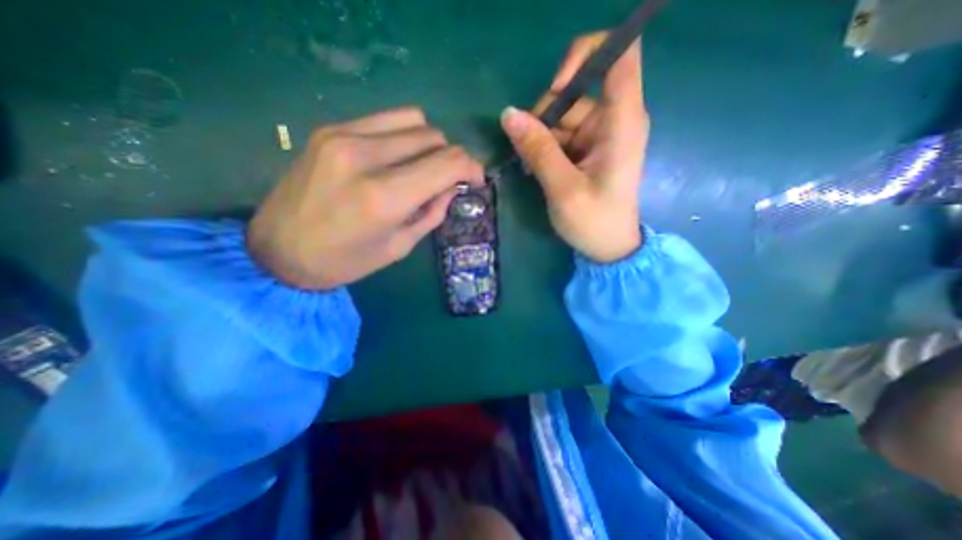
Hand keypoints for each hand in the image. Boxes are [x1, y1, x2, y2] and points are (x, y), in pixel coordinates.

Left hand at [246, 106, 481, 288]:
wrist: (278, 251)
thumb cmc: (345, 261)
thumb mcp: (400, 246)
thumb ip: (432, 212)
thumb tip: (453, 186)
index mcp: (384, 197)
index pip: (447, 162)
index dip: (472, 168)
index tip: (476, 180)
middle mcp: (365, 157)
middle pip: (434, 137)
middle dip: (450, 159)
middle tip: (446, 181)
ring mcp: (343, 136)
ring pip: (414, 121)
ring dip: (429, 145)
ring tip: (421, 168)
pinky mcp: (330, 129)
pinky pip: (386, 119)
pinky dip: (403, 135)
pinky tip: (396, 157)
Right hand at [501, 32, 649, 262]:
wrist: (609, 247)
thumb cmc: (594, 221)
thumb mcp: (563, 188)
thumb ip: (538, 150)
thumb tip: (508, 115)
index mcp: (622, 122)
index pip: (619, 55)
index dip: (584, 56)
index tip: (555, 87)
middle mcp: (614, 119)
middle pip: (576, 91)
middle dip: (545, 116)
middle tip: (528, 151)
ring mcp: (601, 134)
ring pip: (563, 116)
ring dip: (541, 138)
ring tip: (532, 168)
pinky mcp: (590, 148)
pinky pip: (562, 134)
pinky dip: (546, 148)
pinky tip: (538, 170)